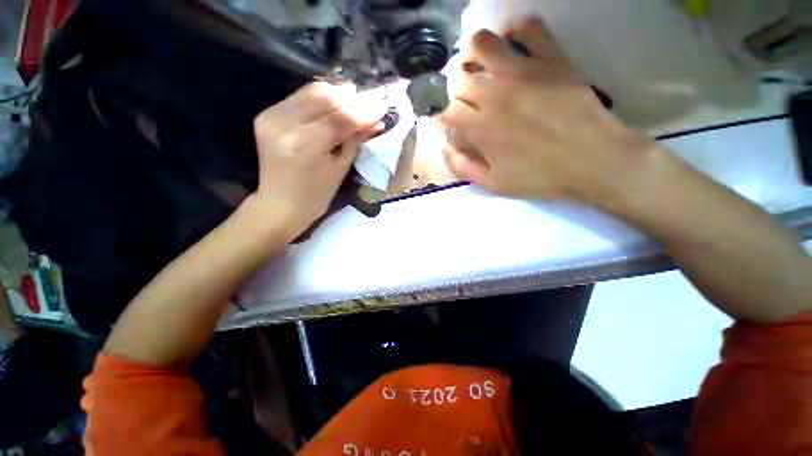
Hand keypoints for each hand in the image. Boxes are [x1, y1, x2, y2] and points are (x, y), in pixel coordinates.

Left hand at [252, 82, 385, 238]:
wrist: (281, 204)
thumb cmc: (316, 195)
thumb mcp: (340, 169)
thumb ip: (355, 140)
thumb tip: (376, 120)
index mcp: (304, 146)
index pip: (339, 118)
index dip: (364, 110)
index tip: (383, 106)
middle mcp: (284, 125)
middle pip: (324, 96)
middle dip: (352, 97)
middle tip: (372, 100)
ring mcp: (271, 117)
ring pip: (311, 91)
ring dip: (338, 94)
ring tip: (357, 99)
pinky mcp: (267, 114)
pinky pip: (300, 97)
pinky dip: (321, 98)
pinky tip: (335, 104)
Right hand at [439, 18, 657, 206]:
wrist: (593, 161)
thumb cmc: (541, 177)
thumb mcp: (495, 185)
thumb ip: (465, 168)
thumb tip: (446, 148)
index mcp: (482, 129)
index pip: (445, 109)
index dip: (439, 111)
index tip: (444, 117)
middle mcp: (496, 96)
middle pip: (458, 77)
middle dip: (452, 86)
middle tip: (460, 95)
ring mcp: (524, 73)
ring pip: (483, 43)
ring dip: (472, 52)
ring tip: (477, 64)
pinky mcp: (552, 59)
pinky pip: (530, 28)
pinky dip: (515, 29)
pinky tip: (511, 42)